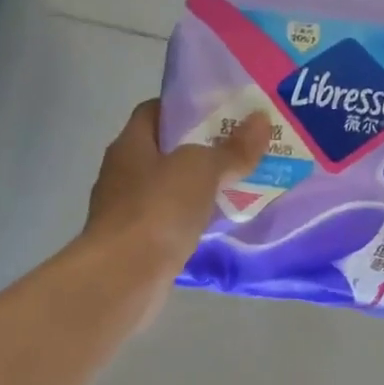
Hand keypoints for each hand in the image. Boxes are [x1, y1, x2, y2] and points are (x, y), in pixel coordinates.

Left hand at [84, 100, 269, 298]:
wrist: (124, 277)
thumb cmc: (157, 210)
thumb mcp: (201, 171)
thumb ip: (231, 149)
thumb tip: (261, 121)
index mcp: (129, 145)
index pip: (153, 112)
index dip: (185, 108)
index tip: (220, 112)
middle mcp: (122, 174)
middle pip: (163, 152)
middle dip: (199, 150)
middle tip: (239, 149)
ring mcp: (126, 212)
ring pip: (167, 191)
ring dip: (196, 190)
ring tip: (237, 186)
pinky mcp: (135, 245)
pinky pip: (168, 224)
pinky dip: (189, 223)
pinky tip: (216, 225)